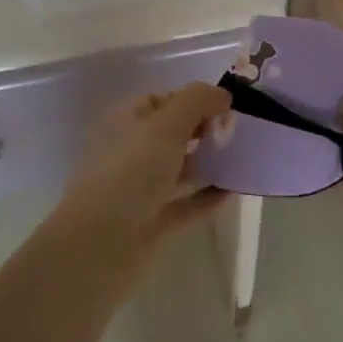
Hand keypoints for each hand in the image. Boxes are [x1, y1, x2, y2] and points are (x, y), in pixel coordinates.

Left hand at [59, 82, 231, 254]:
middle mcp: (132, 152)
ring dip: (209, 163)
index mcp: (127, 122)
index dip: (195, 99)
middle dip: (205, 130)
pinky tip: (233, 191)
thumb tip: (222, 95)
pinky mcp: (152, 224)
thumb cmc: (131, 171)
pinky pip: (185, 204)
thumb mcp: (167, 124)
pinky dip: (207, 197)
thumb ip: (198, 101)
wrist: (99, 246)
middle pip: (173, 133)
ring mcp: (141, 190)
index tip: (227, 107)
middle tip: (239, 133)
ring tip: (243, 159)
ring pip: (180, 169)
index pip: (163, 100)